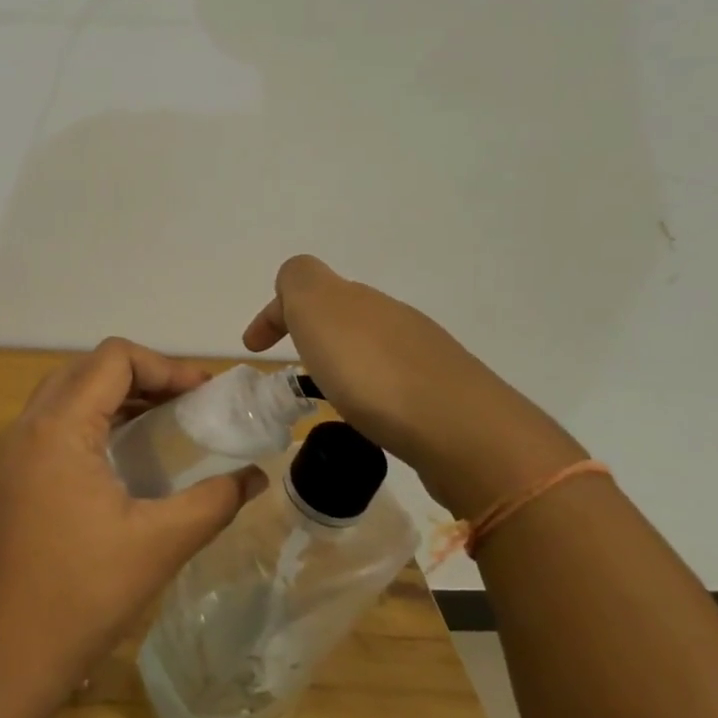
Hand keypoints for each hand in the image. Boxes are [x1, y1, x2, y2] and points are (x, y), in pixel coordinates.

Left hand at [0, 338, 266, 692]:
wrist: (2, 654)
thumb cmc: (81, 593)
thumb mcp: (158, 544)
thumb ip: (213, 501)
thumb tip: (256, 477)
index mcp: (59, 425)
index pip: (113, 358)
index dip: (165, 365)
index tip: (204, 394)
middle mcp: (29, 425)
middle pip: (89, 369)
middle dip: (143, 377)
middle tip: (188, 405)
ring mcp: (13, 451)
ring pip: (68, 395)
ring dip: (116, 398)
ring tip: (164, 426)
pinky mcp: (10, 477)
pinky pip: (54, 425)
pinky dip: (93, 423)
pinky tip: (125, 460)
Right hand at [243, 255, 585, 515]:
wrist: (464, 433)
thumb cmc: (373, 372)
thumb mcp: (318, 310)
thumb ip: (298, 284)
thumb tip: (295, 287)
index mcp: (357, 298)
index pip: (305, 284)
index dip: (274, 312)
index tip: (253, 350)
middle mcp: (392, 317)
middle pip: (341, 312)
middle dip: (310, 333)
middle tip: (290, 368)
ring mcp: (424, 354)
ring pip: (369, 345)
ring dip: (341, 361)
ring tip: (326, 395)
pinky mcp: (442, 395)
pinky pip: (391, 379)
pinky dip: (368, 388)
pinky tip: (367, 415)